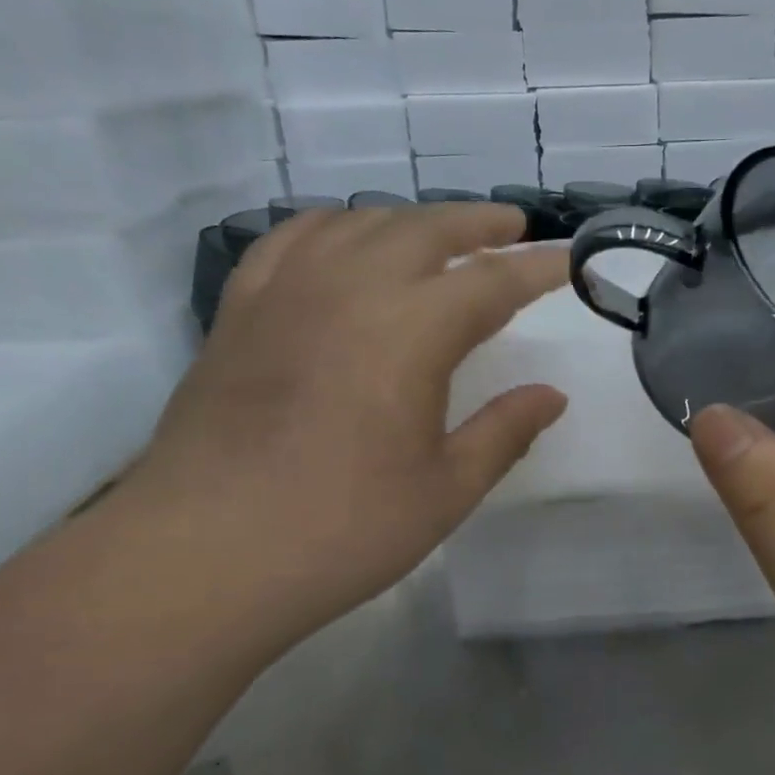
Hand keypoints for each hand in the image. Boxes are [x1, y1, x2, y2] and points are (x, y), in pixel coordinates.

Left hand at [118, 204, 567, 648]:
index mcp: (411, 331)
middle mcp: (350, 289)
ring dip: (409, 221)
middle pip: (425, 231)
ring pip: (358, 224)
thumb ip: (504, 433)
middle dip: (477, 223)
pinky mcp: (240, 310)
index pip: (492, 282)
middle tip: (511, 227)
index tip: (569, 261)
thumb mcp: (445, 490)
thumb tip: (552, 396)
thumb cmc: (342, 529)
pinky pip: (292, 240)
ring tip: (436, 235)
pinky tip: (343, 243)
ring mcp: (286, 292)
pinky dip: (332, 228)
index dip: (538, 269)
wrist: (205, 553)